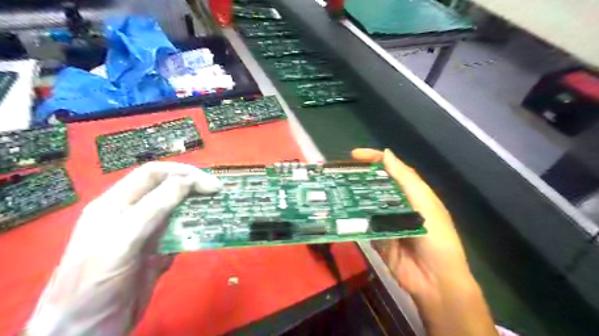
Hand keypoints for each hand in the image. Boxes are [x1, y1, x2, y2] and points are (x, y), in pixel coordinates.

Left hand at [26, 162, 221, 334]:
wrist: (86, 331)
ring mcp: (145, 233)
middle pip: (167, 189)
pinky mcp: (157, 252)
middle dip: (193, 187)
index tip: (210, 183)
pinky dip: (194, 232)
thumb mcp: (123, 239)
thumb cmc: (96, 281)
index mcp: (117, 203)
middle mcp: (133, 213)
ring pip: (176, 211)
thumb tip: (188, 181)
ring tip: (218, 208)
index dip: (183, 173)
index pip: (153, 174)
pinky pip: (179, 235)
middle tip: (219, 192)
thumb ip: (154, 207)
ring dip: (197, 208)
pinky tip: (206, 234)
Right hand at [353, 149, 496, 335]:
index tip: (355, 155)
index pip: (391, 170)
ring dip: (352, 196)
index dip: (374, 159)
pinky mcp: (375, 237)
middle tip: (338, 172)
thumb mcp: (426, 206)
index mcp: (411, 193)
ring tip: (334, 188)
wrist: (435, 282)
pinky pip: (362, 223)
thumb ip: (406, 181)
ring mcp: (384, 221)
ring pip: (366, 203)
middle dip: (359, 176)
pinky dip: (352, 218)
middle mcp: (396, 204)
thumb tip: (386, 154)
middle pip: (375, 185)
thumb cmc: (437, 240)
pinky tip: (340, 212)